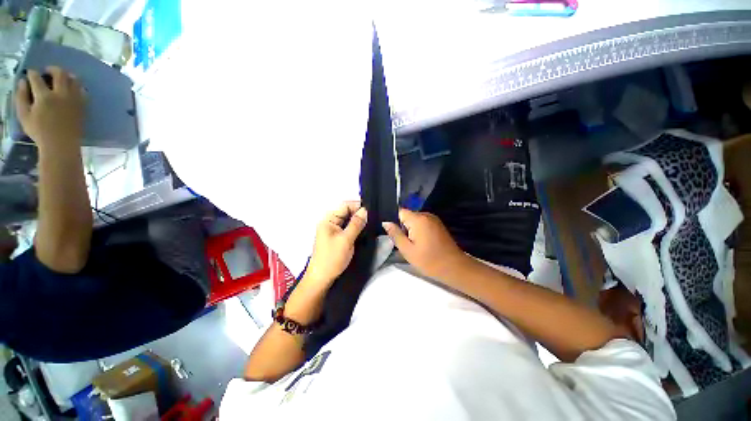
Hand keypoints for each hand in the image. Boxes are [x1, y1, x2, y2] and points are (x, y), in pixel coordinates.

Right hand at [15, 67, 85, 150]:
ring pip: (74, 79)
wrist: (61, 145)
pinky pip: (83, 91)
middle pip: (60, 73)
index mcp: (44, 97)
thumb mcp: (24, 116)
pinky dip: (77, 86)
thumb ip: (21, 97)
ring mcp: (74, 100)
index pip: (37, 78)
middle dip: (52, 69)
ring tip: (61, 78)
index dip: (32, 73)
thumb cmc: (39, 132)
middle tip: (47, 72)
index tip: (30, 74)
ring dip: (67, 75)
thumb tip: (22, 81)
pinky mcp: (83, 106)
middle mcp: (61, 95)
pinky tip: (70, 88)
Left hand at [302, 201, 367, 290]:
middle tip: (374, 217)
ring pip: (349, 220)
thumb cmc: (332, 258)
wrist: (322, 278)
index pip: (345, 206)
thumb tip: (365, 210)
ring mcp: (334, 230)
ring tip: (372, 222)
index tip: (372, 210)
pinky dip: (356, 228)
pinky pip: (348, 228)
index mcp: (328, 219)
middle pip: (347, 212)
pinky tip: (365, 229)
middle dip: (360, 213)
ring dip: (359, 221)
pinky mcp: (338, 237)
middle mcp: (330, 222)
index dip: (358, 206)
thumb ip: (356, 224)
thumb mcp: (346, 239)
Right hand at [382, 208, 470, 281]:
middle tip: (403, 243)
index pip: (400, 212)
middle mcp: (426, 215)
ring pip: (414, 220)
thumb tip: (385, 222)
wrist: (454, 267)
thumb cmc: (429, 260)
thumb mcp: (407, 250)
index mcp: (418, 219)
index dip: (394, 221)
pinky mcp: (438, 224)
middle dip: (402, 227)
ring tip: (412, 245)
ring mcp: (434, 219)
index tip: (393, 234)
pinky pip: (422, 223)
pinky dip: (418, 231)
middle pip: (407, 216)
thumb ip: (395, 234)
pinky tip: (421, 243)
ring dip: (410, 230)